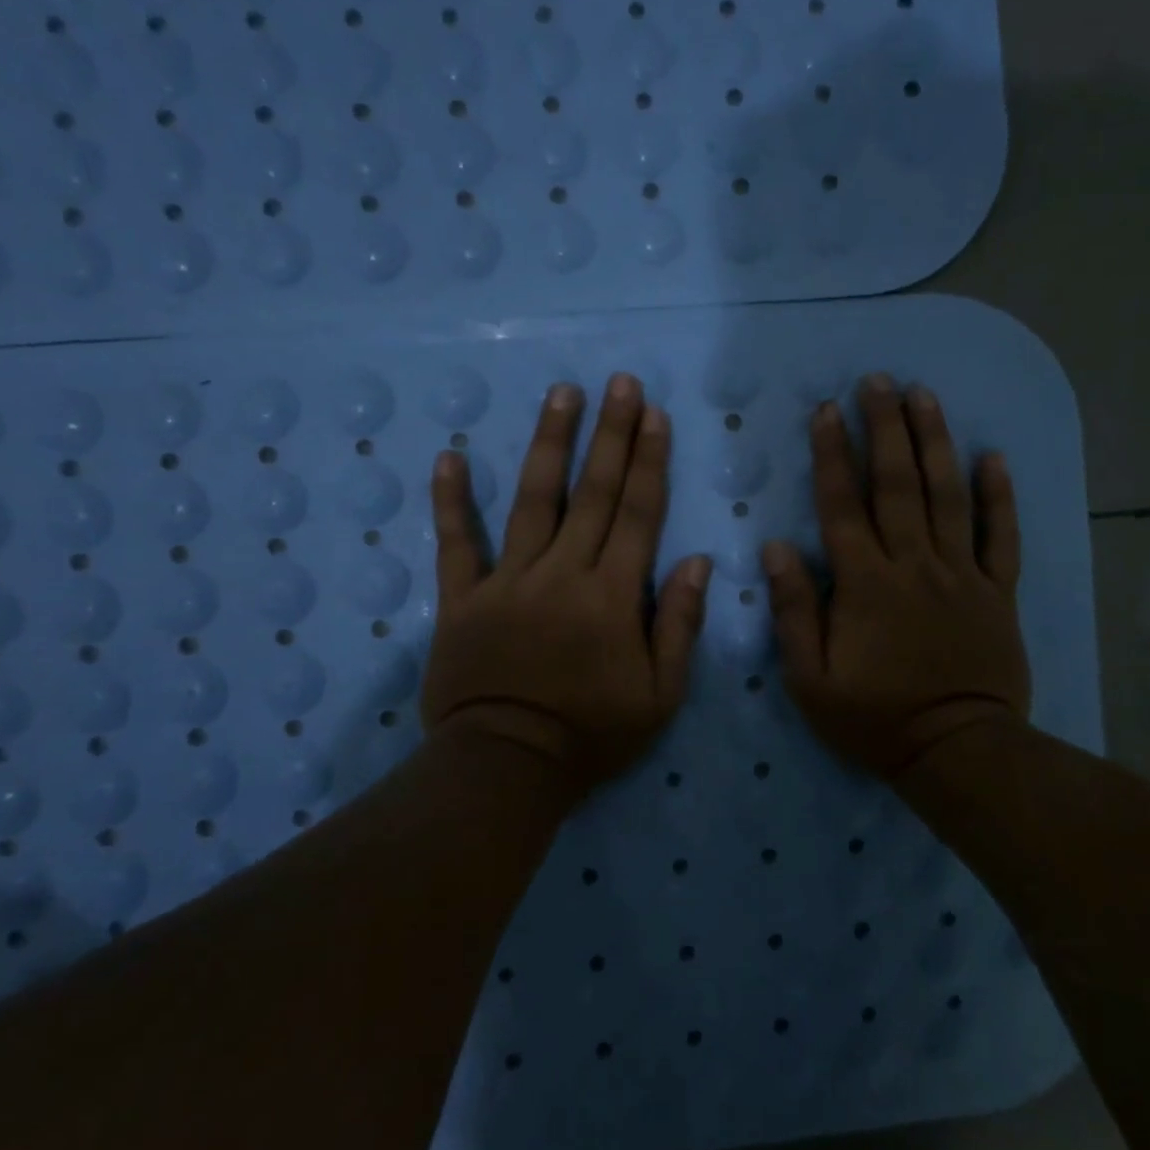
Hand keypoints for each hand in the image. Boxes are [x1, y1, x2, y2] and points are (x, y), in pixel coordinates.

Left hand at [420, 374, 712, 795]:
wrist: (507, 767)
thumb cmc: (592, 735)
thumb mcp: (660, 695)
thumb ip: (680, 626)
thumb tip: (699, 562)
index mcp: (612, 596)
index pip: (637, 514)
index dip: (648, 461)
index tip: (654, 415)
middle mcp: (562, 574)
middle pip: (591, 493)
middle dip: (610, 434)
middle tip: (619, 382)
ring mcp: (507, 582)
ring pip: (532, 501)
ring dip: (548, 443)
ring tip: (561, 394)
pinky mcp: (462, 599)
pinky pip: (455, 544)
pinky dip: (450, 502)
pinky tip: (449, 457)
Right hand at [764, 375, 1029, 781]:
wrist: (957, 751)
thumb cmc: (874, 718)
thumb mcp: (811, 678)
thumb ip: (795, 610)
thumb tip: (776, 547)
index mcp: (866, 583)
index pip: (843, 505)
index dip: (833, 454)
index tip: (827, 409)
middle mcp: (914, 564)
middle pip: (898, 484)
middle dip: (886, 427)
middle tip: (878, 380)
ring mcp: (961, 574)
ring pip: (948, 495)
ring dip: (936, 442)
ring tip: (925, 395)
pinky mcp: (997, 591)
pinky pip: (1000, 536)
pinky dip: (999, 496)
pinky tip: (993, 457)